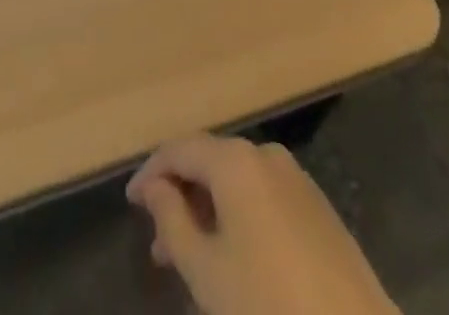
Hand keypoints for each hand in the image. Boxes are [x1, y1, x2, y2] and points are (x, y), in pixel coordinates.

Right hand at [127, 134, 397, 314]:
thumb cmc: (268, 305)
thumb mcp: (206, 271)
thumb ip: (172, 221)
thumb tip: (155, 188)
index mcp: (236, 161)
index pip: (181, 149)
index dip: (151, 173)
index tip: (130, 202)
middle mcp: (265, 155)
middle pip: (210, 162)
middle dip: (181, 196)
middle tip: (157, 242)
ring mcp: (297, 179)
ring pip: (238, 183)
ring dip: (209, 211)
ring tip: (188, 257)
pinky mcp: (318, 209)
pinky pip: (264, 198)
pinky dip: (239, 217)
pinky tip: (232, 257)